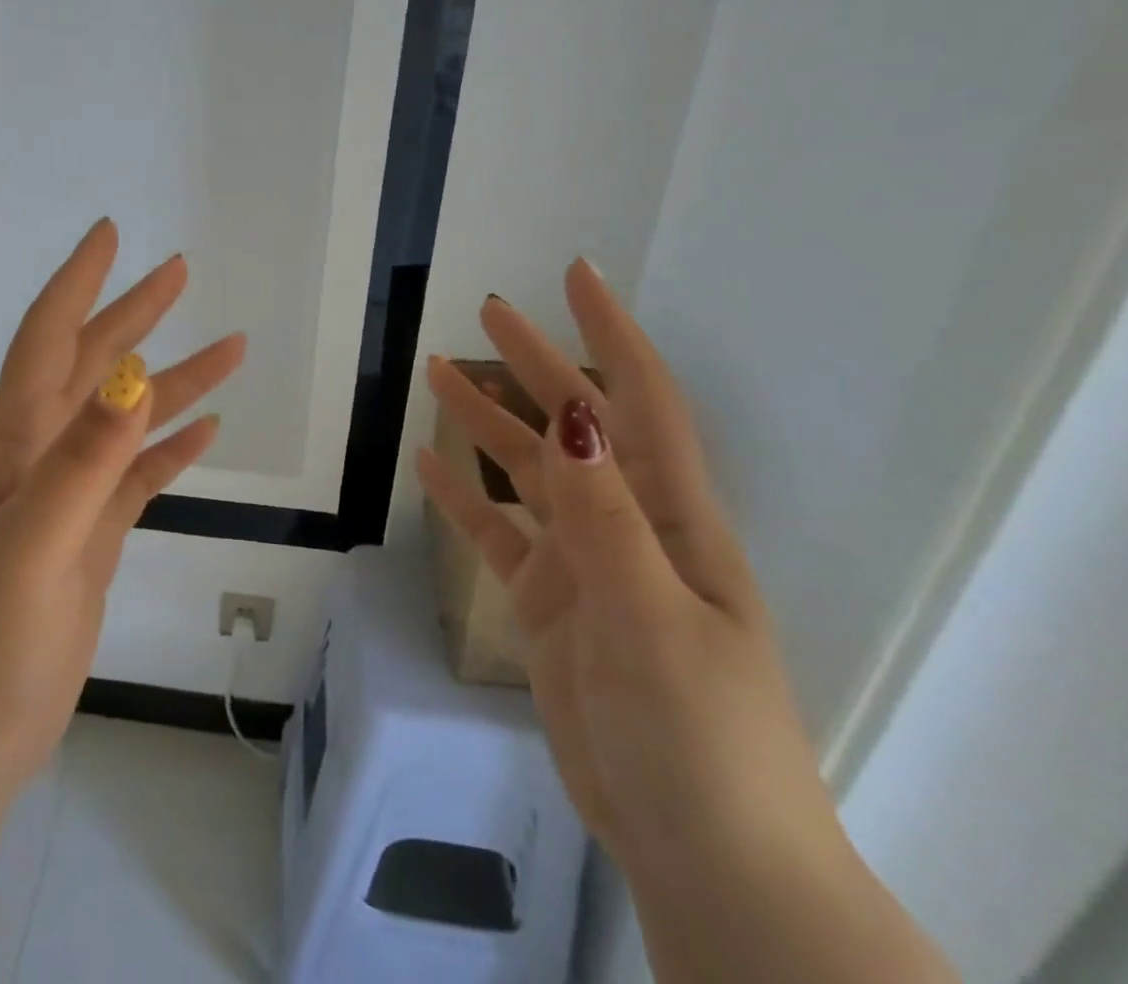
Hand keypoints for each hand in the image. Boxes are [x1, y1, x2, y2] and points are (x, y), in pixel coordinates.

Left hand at [0, 219, 245, 795]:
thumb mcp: (31, 545)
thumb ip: (83, 461)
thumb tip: (132, 375)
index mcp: (16, 444)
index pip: (48, 339)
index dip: (77, 282)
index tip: (110, 234)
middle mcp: (40, 458)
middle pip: (93, 366)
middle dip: (135, 314)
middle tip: (180, 271)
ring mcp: (66, 502)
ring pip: (126, 421)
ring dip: (174, 381)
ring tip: (231, 348)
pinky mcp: (87, 543)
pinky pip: (137, 480)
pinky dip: (170, 449)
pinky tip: (208, 432)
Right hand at [419, 260, 832, 884]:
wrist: (698, 851)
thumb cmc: (697, 731)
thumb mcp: (651, 615)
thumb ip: (604, 515)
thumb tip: (572, 415)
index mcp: (670, 517)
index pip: (640, 400)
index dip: (612, 333)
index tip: (575, 276)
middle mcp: (625, 525)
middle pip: (572, 423)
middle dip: (535, 364)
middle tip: (486, 311)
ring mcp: (582, 565)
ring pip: (525, 473)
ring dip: (485, 422)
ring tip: (437, 373)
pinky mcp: (546, 604)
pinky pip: (497, 534)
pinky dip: (465, 497)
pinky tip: (429, 465)